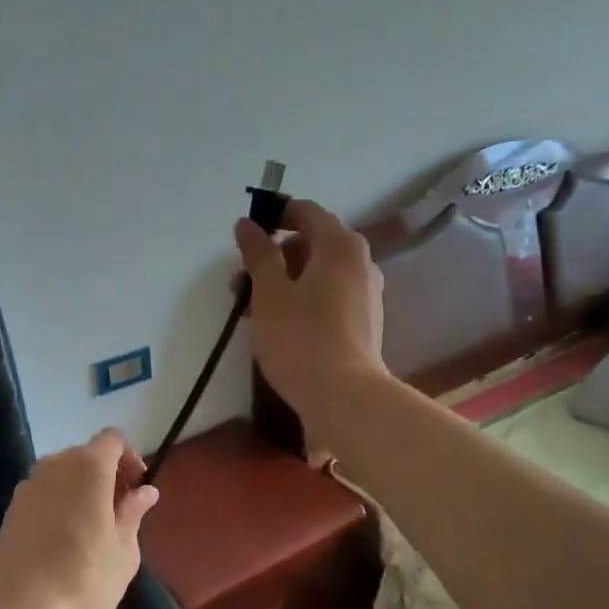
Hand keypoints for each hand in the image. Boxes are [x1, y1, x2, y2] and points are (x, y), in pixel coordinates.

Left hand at [0, 429, 159, 608]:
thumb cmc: (83, 581)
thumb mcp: (124, 551)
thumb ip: (134, 512)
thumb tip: (145, 491)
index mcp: (88, 467)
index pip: (113, 439)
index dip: (130, 459)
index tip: (137, 491)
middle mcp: (55, 465)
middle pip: (88, 454)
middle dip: (108, 475)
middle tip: (121, 512)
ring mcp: (29, 485)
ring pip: (64, 473)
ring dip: (82, 489)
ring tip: (93, 528)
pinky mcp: (11, 509)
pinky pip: (45, 492)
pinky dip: (60, 503)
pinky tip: (64, 540)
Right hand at [234, 198, 387, 424]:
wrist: (345, 398)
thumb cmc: (301, 337)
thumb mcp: (269, 292)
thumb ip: (258, 253)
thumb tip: (247, 224)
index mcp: (339, 245)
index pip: (306, 211)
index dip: (274, 216)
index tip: (246, 237)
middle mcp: (360, 261)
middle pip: (312, 242)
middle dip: (274, 255)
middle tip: (241, 281)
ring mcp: (367, 292)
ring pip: (320, 271)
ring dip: (285, 279)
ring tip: (252, 309)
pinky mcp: (365, 320)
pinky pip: (330, 294)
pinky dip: (304, 297)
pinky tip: (280, 324)